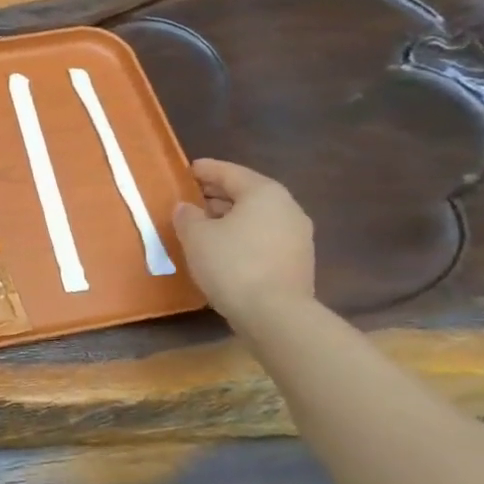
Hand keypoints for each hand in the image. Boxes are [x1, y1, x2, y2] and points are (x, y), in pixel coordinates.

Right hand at [172, 159, 315, 325]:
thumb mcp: (196, 236)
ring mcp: (297, 235)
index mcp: (264, 193)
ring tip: (202, 226)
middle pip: (246, 193)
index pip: (230, 172)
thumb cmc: (232, 264)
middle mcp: (287, 208)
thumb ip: (187, 216)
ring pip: (256, 217)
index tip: (186, 170)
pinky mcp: (296, 261)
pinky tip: (222, 249)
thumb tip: (187, 208)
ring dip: (229, 217)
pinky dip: (242, 236)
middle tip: (190, 198)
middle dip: (217, 194)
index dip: (205, 170)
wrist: (275, 313)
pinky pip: (263, 237)